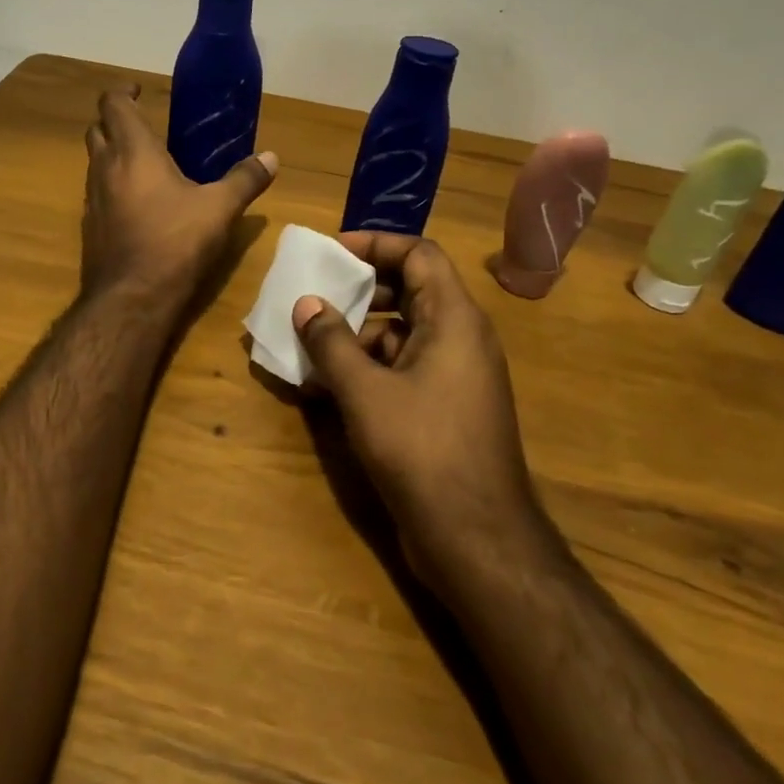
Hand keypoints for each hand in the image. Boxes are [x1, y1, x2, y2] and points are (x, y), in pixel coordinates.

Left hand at [81, 85, 276, 304]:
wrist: (131, 298)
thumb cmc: (175, 242)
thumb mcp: (219, 209)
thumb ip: (244, 179)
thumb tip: (271, 157)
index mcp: (133, 151)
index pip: (113, 104)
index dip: (122, 92)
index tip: (138, 90)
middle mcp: (105, 168)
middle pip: (97, 130)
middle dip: (115, 121)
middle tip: (143, 124)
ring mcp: (92, 199)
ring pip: (94, 162)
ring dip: (112, 153)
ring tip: (144, 163)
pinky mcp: (90, 226)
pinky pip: (97, 193)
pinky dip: (112, 186)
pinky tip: (137, 204)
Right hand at [292, 233, 543, 593]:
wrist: (477, 539)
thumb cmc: (422, 450)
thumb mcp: (365, 391)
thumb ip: (331, 342)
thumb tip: (306, 303)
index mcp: (454, 319)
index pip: (420, 254)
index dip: (376, 243)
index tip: (332, 251)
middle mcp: (461, 339)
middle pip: (410, 290)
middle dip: (360, 290)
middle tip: (315, 295)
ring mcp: (455, 376)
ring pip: (402, 333)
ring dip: (356, 334)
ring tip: (309, 345)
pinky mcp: (444, 409)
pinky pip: (402, 369)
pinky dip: (366, 369)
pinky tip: (324, 389)